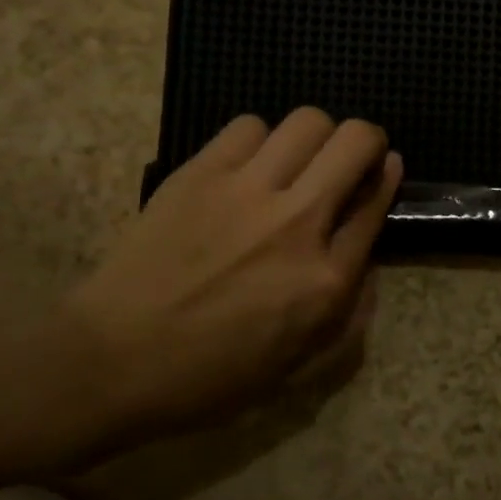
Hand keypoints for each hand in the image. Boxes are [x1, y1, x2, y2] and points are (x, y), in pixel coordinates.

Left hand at [64, 108, 400, 432]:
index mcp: (326, 280)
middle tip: (349, 158)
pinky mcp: (201, 173)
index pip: (376, 205)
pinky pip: (249, 126)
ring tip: (296, 160)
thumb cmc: (209, 377)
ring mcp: (247, 191)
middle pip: (355, 142)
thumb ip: (348, 317)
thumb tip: (366, 258)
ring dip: (315, 137)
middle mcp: (298, 223)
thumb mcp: (297, 369)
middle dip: (366, 141)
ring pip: (308, 121)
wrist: (113, 360)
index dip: (387, 179)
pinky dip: (259, 140)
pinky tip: (247, 167)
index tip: (386, 168)